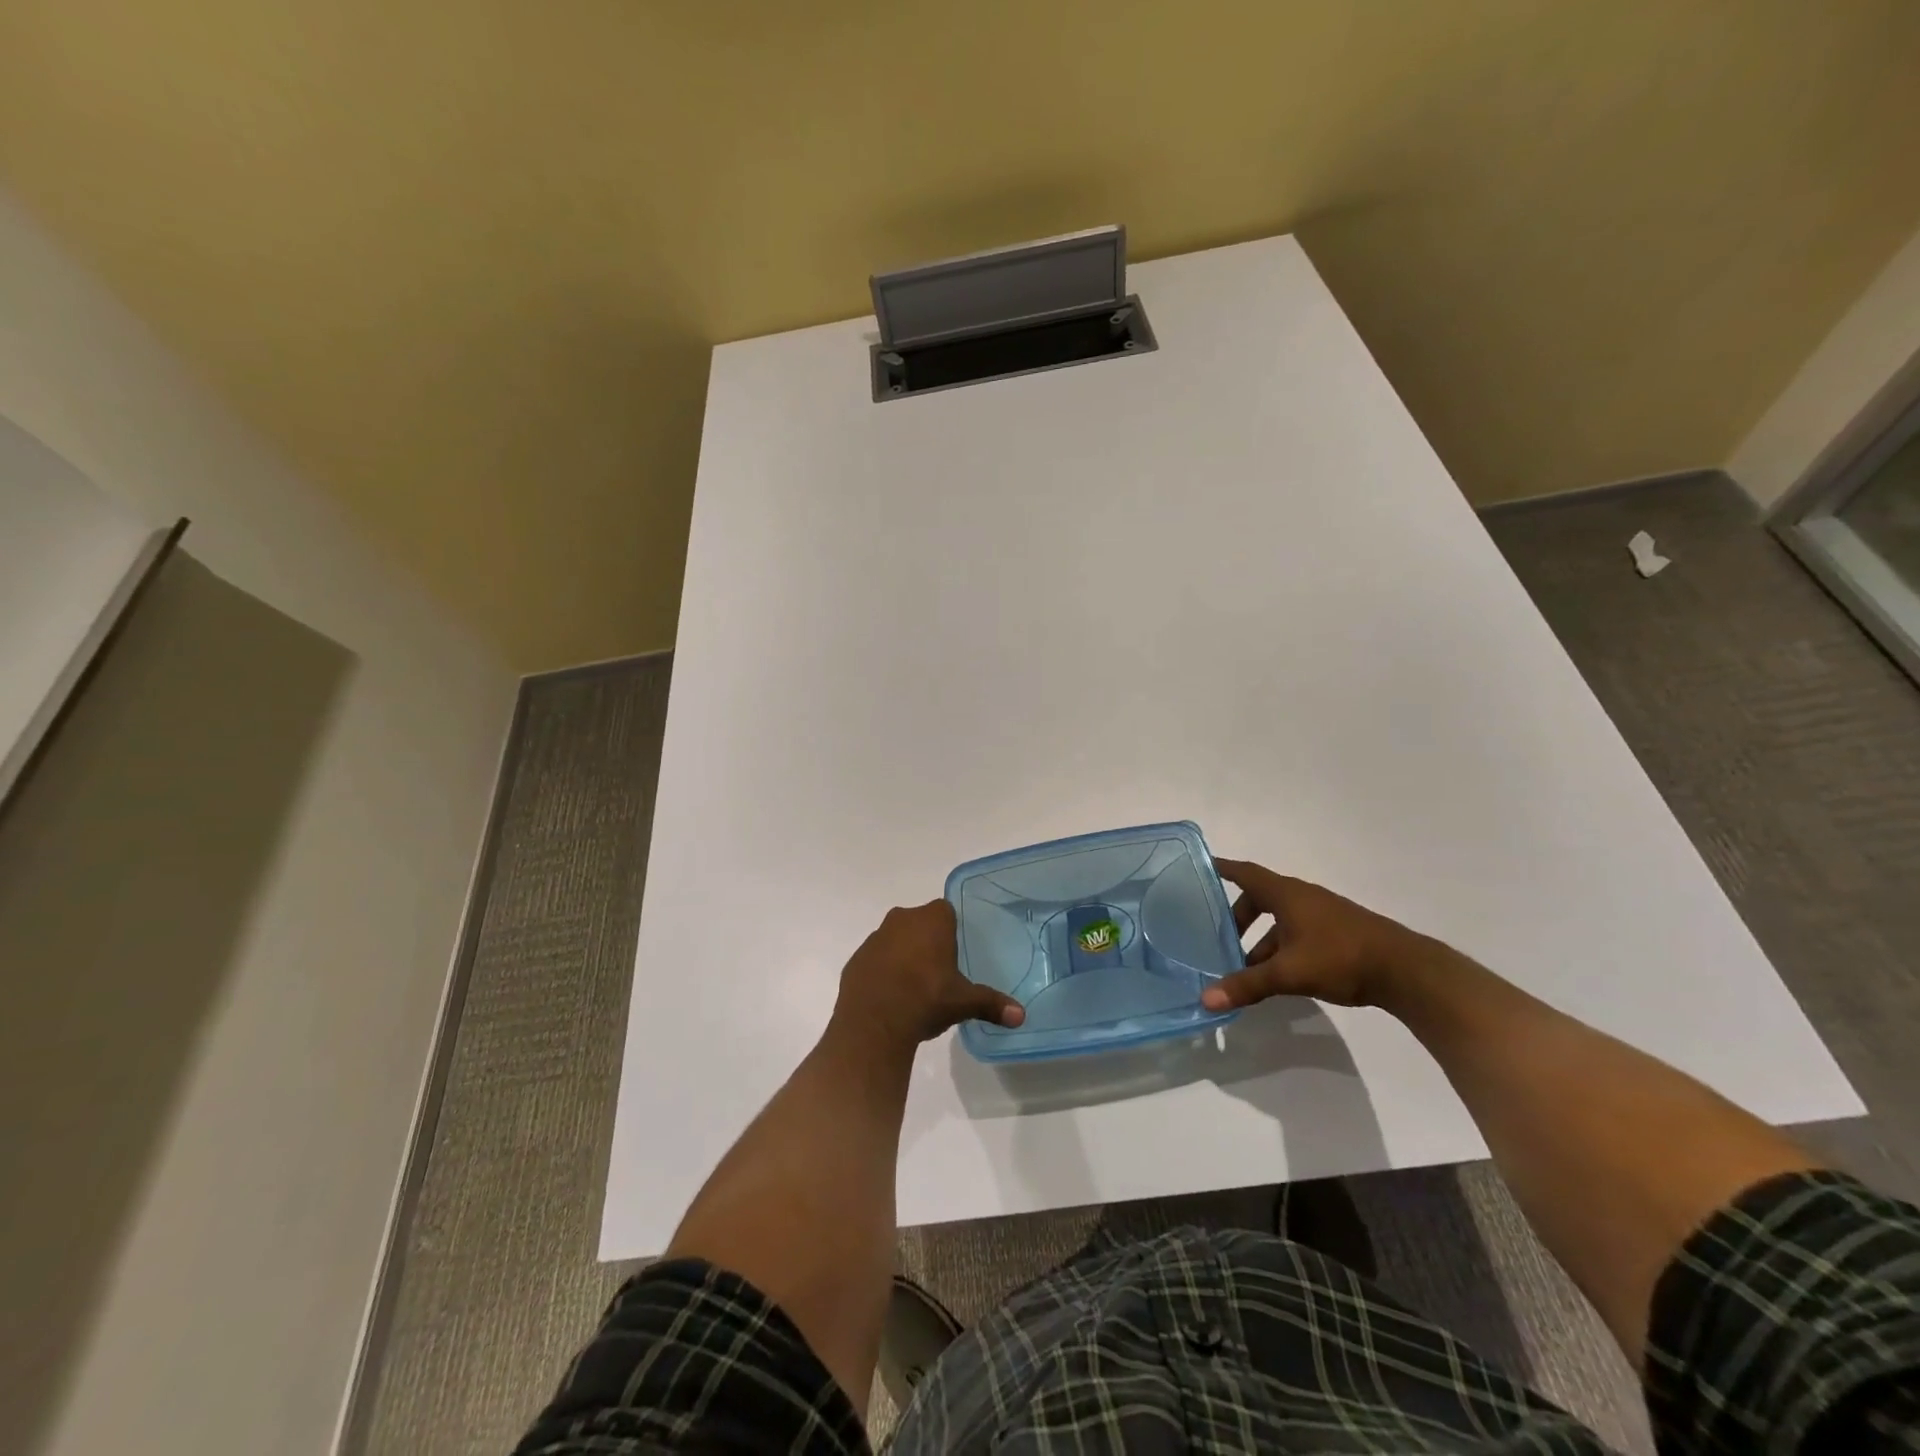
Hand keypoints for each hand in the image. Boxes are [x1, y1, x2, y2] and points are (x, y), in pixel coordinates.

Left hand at [829, 899, 1024, 1056]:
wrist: (874, 1023)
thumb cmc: (926, 1000)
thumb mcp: (963, 1002)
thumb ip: (992, 1004)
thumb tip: (1021, 1016)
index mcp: (931, 920)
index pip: (945, 911)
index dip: (950, 930)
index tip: (954, 954)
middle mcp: (902, 919)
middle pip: (919, 923)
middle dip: (927, 941)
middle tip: (938, 971)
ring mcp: (875, 938)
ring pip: (895, 939)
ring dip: (903, 954)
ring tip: (914, 987)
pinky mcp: (856, 959)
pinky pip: (875, 959)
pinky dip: (882, 971)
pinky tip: (890, 996)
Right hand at [1201, 858, 1436, 1010]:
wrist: (1406, 971)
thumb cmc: (1341, 957)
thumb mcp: (1289, 973)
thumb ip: (1248, 984)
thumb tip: (1206, 999)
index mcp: (1287, 894)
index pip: (1246, 873)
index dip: (1222, 869)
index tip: (1200, 867)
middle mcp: (1302, 897)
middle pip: (1260, 898)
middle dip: (1239, 917)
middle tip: (1219, 938)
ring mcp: (1322, 915)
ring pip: (1280, 920)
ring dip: (1260, 939)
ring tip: (1246, 968)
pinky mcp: (1337, 933)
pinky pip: (1296, 932)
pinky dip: (1280, 947)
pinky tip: (1279, 975)